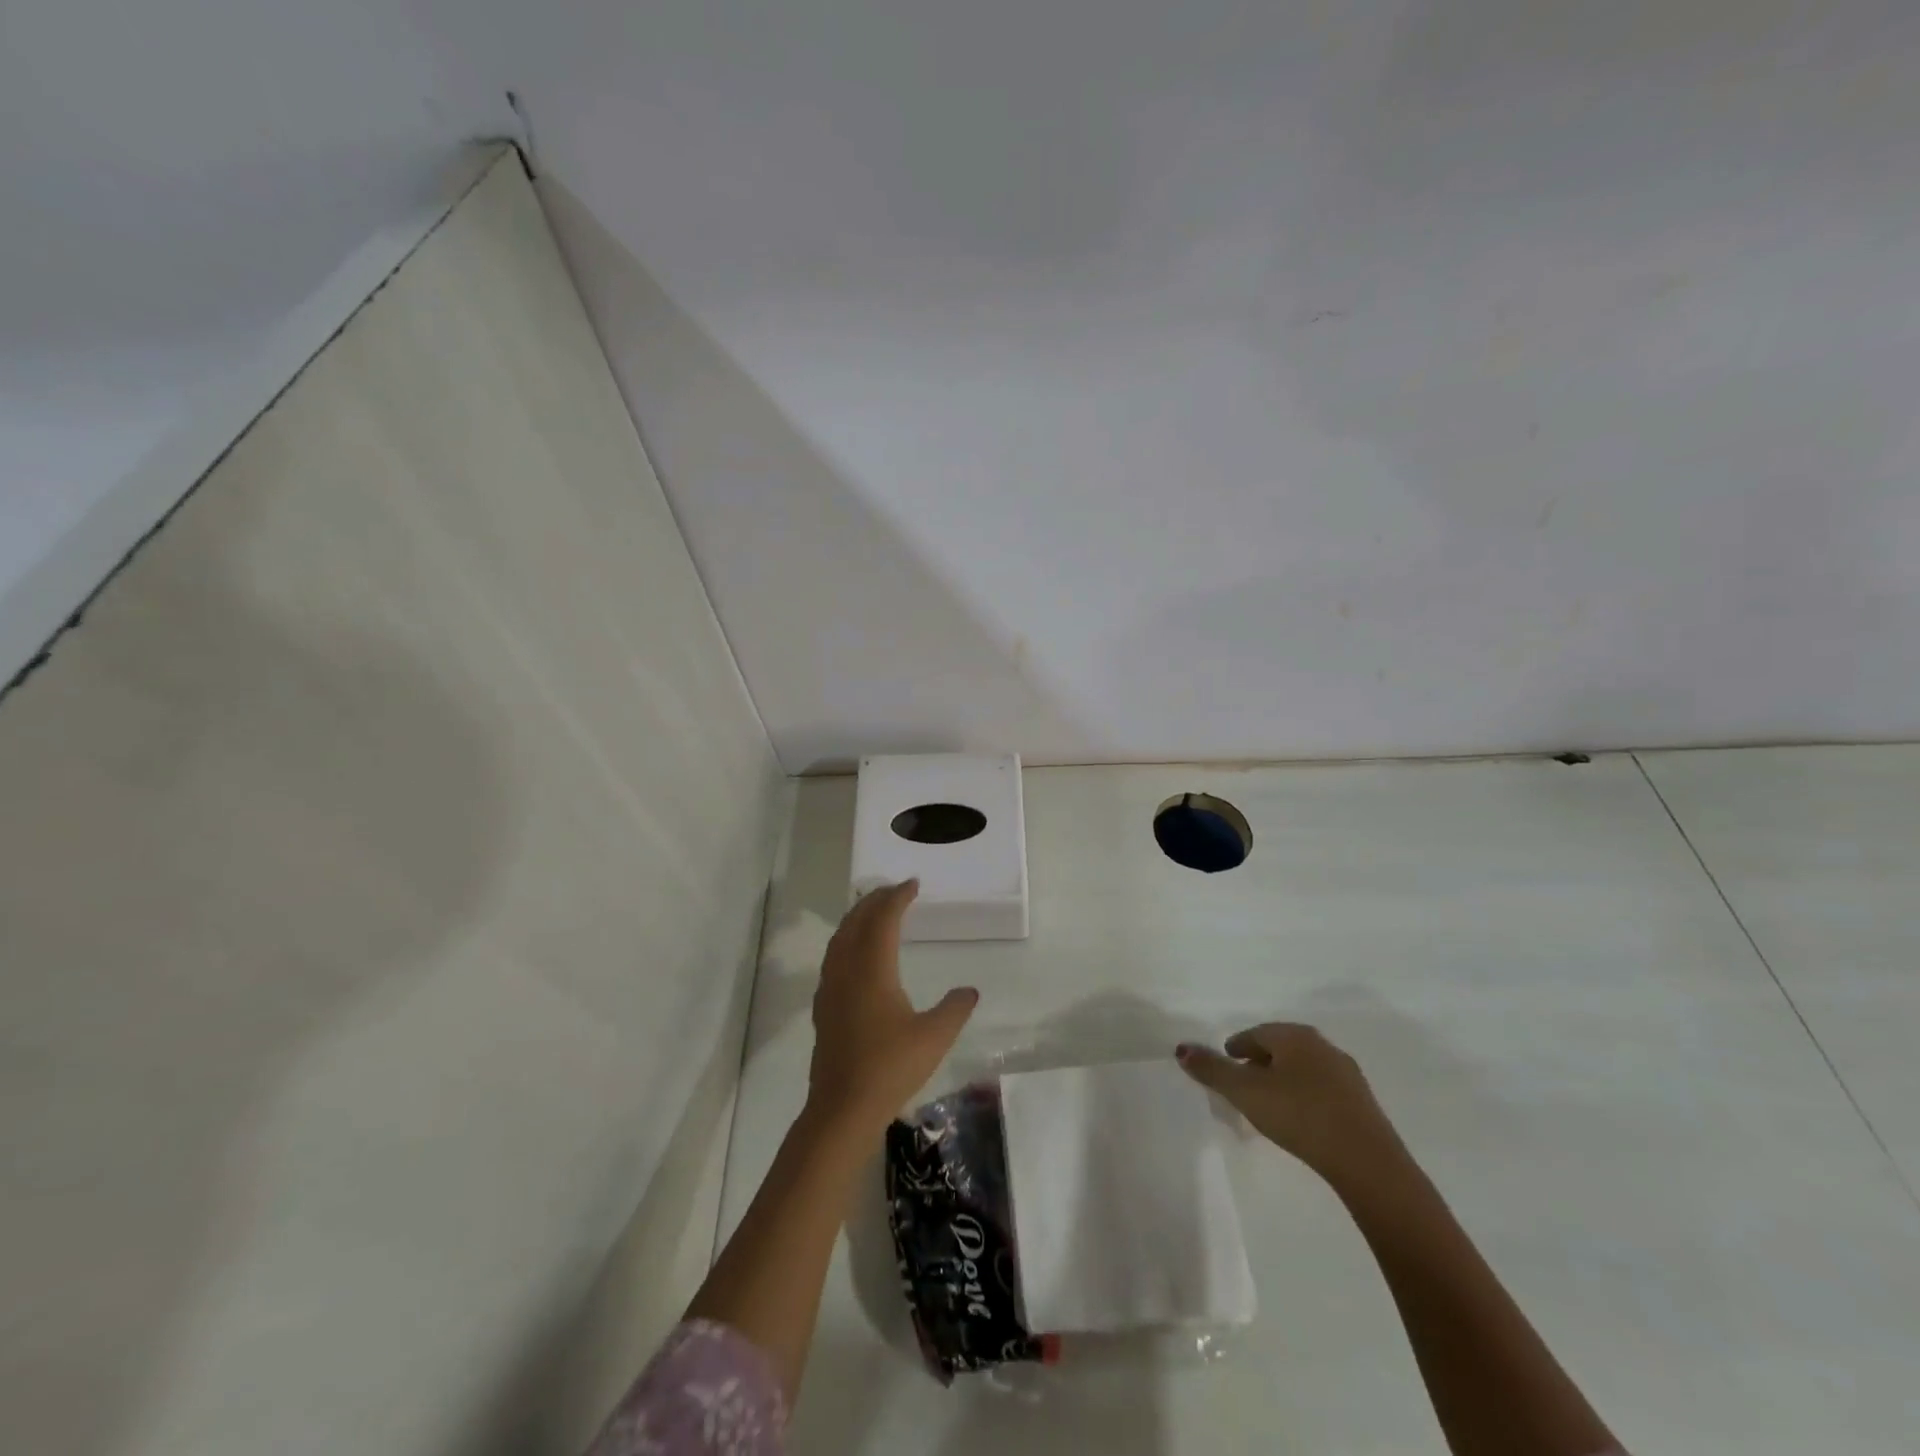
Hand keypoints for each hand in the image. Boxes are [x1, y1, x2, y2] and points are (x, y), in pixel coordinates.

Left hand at [807, 880, 978, 1132]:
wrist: (842, 1108)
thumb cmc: (890, 1068)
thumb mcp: (934, 1037)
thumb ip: (954, 1009)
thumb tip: (969, 991)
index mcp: (872, 970)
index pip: (883, 920)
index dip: (897, 898)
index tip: (912, 884)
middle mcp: (847, 971)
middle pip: (857, 922)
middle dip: (874, 901)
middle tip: (894, 890)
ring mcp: (830, 989)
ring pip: (840, 939)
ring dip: (857, 918)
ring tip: (873, 911)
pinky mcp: (823, 1007)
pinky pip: (833, 957)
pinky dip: (846, 940)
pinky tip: (855, 954)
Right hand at [1177, 1023, 1403, 1186]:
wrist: (1367, 1162)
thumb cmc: (1299, 1116)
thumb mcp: (1246, 1093)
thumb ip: (1212, 1070)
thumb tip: (1181, 1049)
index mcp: (1294, 1036)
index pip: (1256, 1033)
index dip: (1237, 1047)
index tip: (1226, 1063)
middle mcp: (1322, 1046)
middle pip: (1281, 1047)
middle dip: (1260, 1061)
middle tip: (1243, 1082)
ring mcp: (1346, 1074)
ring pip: (1304, 1068)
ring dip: (1283, 1079)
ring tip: (1269, 1102)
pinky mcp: (1362, 1103)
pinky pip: (1322, 1089)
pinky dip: (1305, 1095)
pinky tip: (1300, 1117)